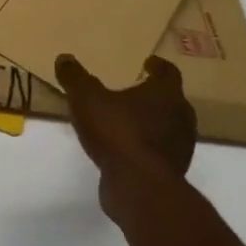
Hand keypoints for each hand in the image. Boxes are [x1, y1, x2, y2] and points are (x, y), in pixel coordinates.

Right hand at [55, 54, 196, 223]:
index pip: (168, 72)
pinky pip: (158, 150)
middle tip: (133, 91)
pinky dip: (144, 145)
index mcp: (165, 94)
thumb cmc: (116, 132)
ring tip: (125, 121)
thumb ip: (75, 77)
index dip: (157, 66)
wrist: (139, 186)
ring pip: (167, 126)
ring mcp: (180, 146)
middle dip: (152, 95)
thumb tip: (64, 58)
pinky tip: (124, 148)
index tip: (147, 64)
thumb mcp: (85, 98)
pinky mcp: (172, 170)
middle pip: (170, 99)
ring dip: (150, 121)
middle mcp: (181, 116)